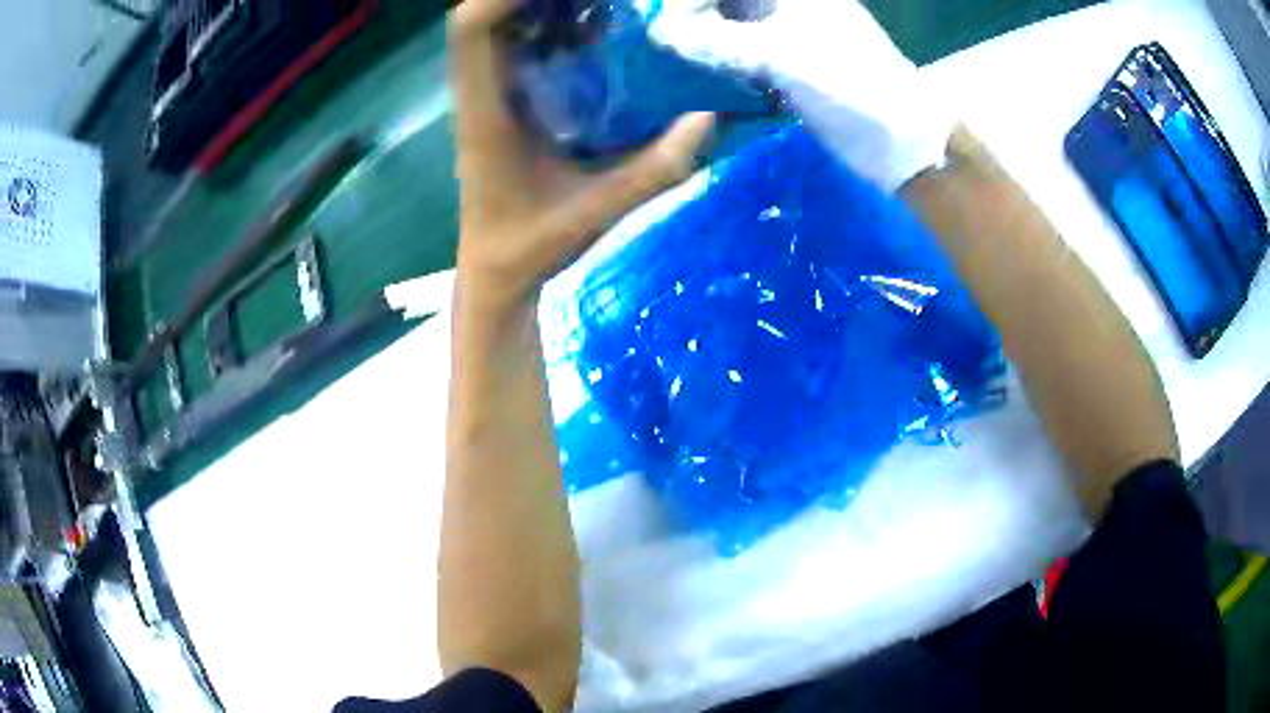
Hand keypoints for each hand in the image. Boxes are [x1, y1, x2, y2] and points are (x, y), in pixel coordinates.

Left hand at [449, 0, 715, 310]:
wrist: (495, 274)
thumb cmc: (530, 248)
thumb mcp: (597, 211)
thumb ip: (655, 170)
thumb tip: (708, 117)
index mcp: (486, 114)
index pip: (472, 31)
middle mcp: (479, 95)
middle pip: (483, 18)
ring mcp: (487, 98)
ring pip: (500, 30)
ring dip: (543, 8)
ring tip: (601, 6)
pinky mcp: (503, 105)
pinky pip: (517, 49)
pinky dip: (550, 29)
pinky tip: (594, 31)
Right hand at [649, 0, 952, 191]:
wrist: (897, 141)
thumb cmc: (851, 84)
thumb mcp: (783, 55)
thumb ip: (719, 41)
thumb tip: (660, 33)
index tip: (661, 11)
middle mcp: (788, 8)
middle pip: (730, 1)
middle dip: (693, 12)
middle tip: (658, 30)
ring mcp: (788, 38)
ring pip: (733, 26)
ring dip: (702, 36)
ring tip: (666, 50)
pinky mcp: (787, 69)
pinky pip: (742, 56)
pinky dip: (719, 61)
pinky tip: (694, 73)